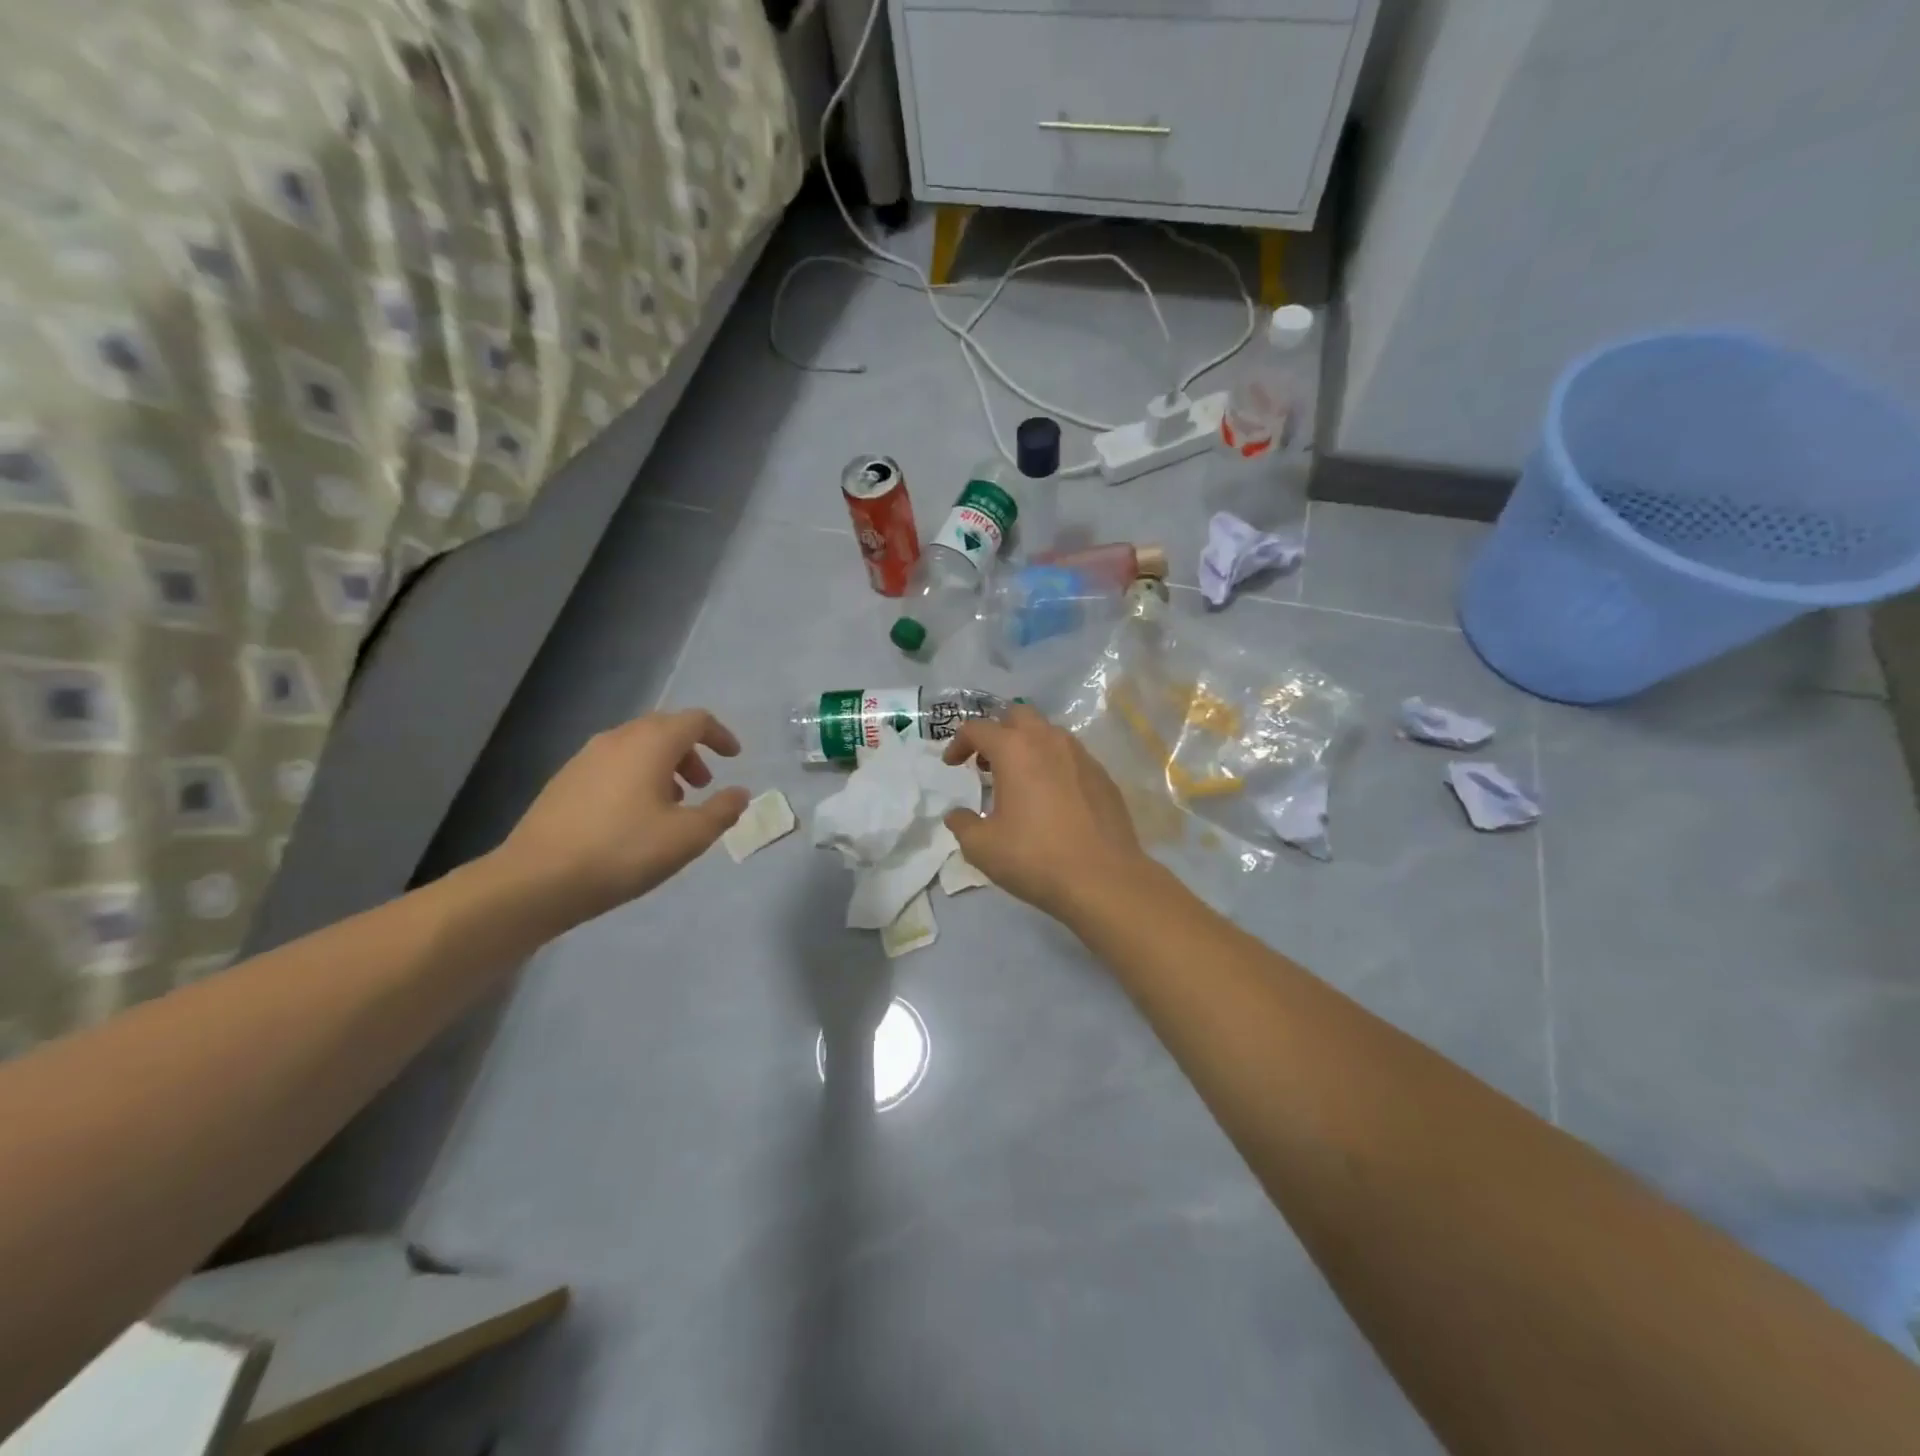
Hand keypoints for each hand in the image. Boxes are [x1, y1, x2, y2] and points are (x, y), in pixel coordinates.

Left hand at [499, 709, 749, 924]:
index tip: (734, 757)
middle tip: (704, 783)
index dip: (720, 735)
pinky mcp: (564, 781)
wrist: (536, 880)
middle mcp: (618, 739)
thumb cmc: (624, 851)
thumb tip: (740, 793)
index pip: (695, 720)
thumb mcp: (688, 836)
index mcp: (651, 743)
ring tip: (672, 802)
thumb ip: (722, 811)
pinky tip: (634, 815)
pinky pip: (613, 764)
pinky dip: (635, 776)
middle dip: (691, 751)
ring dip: (663, 765)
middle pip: (664, 729)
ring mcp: (585, 758)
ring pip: (636, 747)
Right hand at [941, 704, 1152, 921]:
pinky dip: (1053, 765)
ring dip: (1027, 746)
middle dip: (997, 732)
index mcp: (1015, 750)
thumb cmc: (1035, 858)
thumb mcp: (982, 847)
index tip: (952, 765)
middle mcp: (1049, 741)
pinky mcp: (1103, 776)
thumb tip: (957, 815)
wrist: (1104, 879)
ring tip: (1018, 780)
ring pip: (1048, 733)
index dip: (958, 743)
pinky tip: (1051, 798)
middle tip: (986, 763)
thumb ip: (962, 825)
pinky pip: (1071, 757)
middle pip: (1017, 715)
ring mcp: (1081, 756)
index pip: (978, 728)